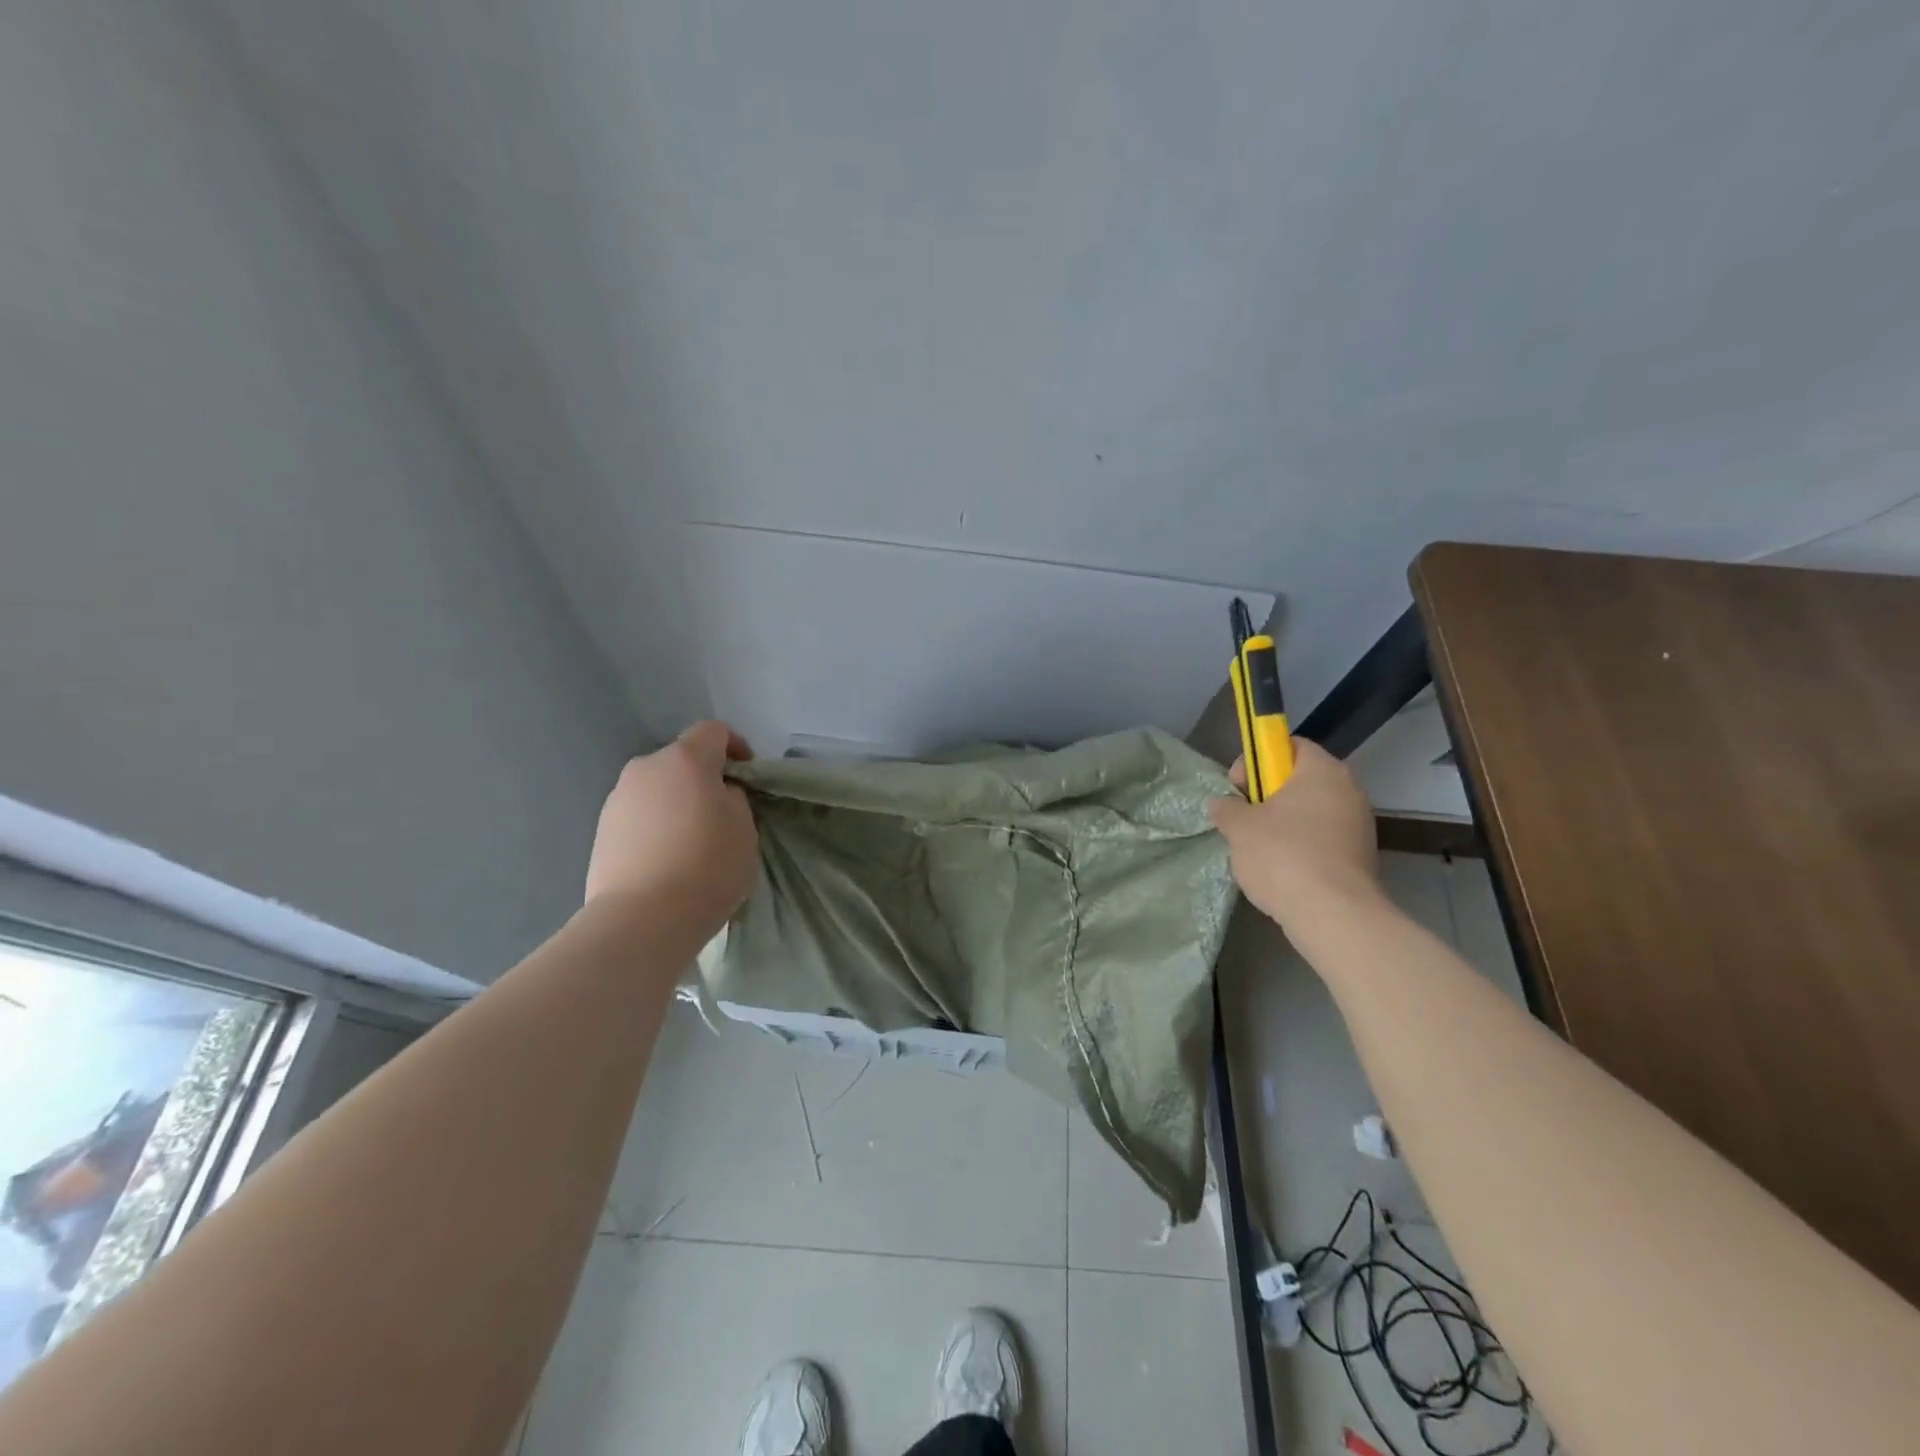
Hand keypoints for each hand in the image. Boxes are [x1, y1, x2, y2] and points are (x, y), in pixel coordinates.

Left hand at [585, 721, 758, 933]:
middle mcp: (646, 768)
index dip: (735, 746)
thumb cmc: (707, 867)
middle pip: (682, 760)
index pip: (713, 731)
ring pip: (658, 788)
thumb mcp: (744, 829)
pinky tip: (667, 858)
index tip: (747, 776)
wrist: (641, 920)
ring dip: (677, 802)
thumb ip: (734, 799)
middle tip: (722, 812)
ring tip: (692, 840)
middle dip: (703, 778)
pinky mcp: (601, 830)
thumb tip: (717, 795)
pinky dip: (656, 825)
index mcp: (685, 759)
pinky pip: (639, 815)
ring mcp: (618, 798)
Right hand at [1207, 738, 1381, 926]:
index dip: (1259, 760)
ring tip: (1257, 850)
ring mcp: (1359, 825)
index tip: (1238, 786)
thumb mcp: (1239, 827)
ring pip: (1310, 812)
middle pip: (1300, 780)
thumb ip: (1227, 808)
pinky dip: (1300, 848)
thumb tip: (1222, 804)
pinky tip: (1280, 871)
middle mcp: (1348, 790)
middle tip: (1243, 819)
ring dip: (1282, 824)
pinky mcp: (1360, 857)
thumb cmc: (1283, 856)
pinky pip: (1322, 840)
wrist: (1333, 915)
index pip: (1289, 745)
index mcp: (1322, 771)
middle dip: (1267, 796)